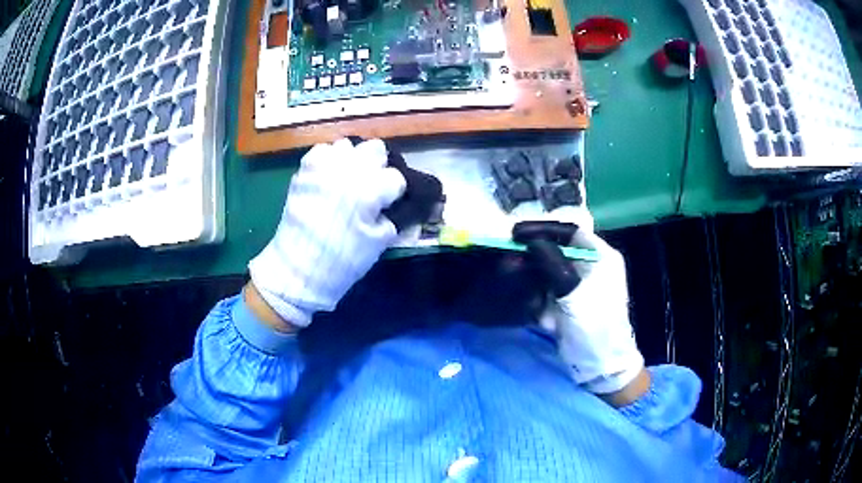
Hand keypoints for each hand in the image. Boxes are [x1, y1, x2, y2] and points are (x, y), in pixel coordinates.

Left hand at [249, 138, 406, 328]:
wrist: (298, 269)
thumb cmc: (343, 260)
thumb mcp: (378, 243)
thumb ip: (392, 218)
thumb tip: (394, 206)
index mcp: (370, 190)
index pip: (396, 177)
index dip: (396, 191)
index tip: (390, 203)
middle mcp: (348, 171)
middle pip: (375, 148)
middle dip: (378, 165)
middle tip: (372, 185)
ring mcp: (323, 168)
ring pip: (348, 145)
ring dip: (353, 160)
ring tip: (348, 180)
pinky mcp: (304, 171)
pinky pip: (321, 151)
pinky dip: (328, 160)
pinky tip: (328, 178)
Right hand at [513, 222, 645, 400]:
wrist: (601, 365)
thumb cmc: (594, 325)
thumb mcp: (573, 292)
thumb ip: (552, 263)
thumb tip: (530, 240)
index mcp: (601, 256)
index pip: (571, 232)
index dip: (544, 229)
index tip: (517, 233)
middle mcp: (592, 266)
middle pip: (558, 251)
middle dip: (534, 257)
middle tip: (510, 260)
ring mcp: (580, 286)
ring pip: (550, 272)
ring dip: (534, 281)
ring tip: (520, 288)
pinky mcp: (570, 304)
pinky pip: (549, 292)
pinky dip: (540, 300)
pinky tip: (542, 316)